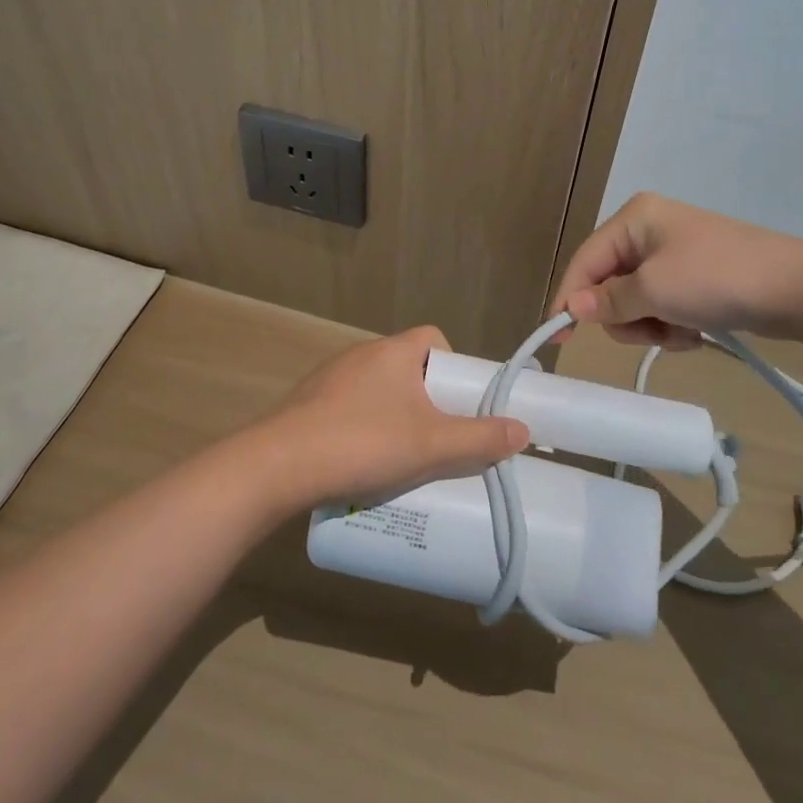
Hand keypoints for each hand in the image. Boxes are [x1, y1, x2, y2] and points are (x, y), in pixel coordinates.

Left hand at [263, 327, 529, 504]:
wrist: (279, 464)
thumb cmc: (363, 442)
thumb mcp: (430, 445)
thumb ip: (479, 438)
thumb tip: (522, 430)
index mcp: (393, 351)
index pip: (434, 338)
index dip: (453, 365)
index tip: (461, 402)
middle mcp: (361, 354)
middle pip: (408, 367)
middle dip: (428, 399)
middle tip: (440, 437)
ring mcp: (330, 378)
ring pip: (378, 389)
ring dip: (395, 415)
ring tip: (405, 457)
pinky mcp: (309, 403)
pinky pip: (349, 406)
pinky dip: (364, 426)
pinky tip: (364, 462)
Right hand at [550, 193, 802, 348]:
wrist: (801, 289)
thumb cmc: (718, 278)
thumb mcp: (655, 291)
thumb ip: (609, 301)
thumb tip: (572, 309)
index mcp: (634, 218)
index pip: (585, 260)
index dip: (569, 298)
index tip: (558, 338)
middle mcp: (649, 229)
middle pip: (608, 282)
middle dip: (625, 315)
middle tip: (651, 331)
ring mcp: (674, 253)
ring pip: (635, 300)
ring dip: (651, 325)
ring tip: (681, 333)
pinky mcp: (695, 276)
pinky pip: (662, 305)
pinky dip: (672, 325)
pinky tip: (696, 332)